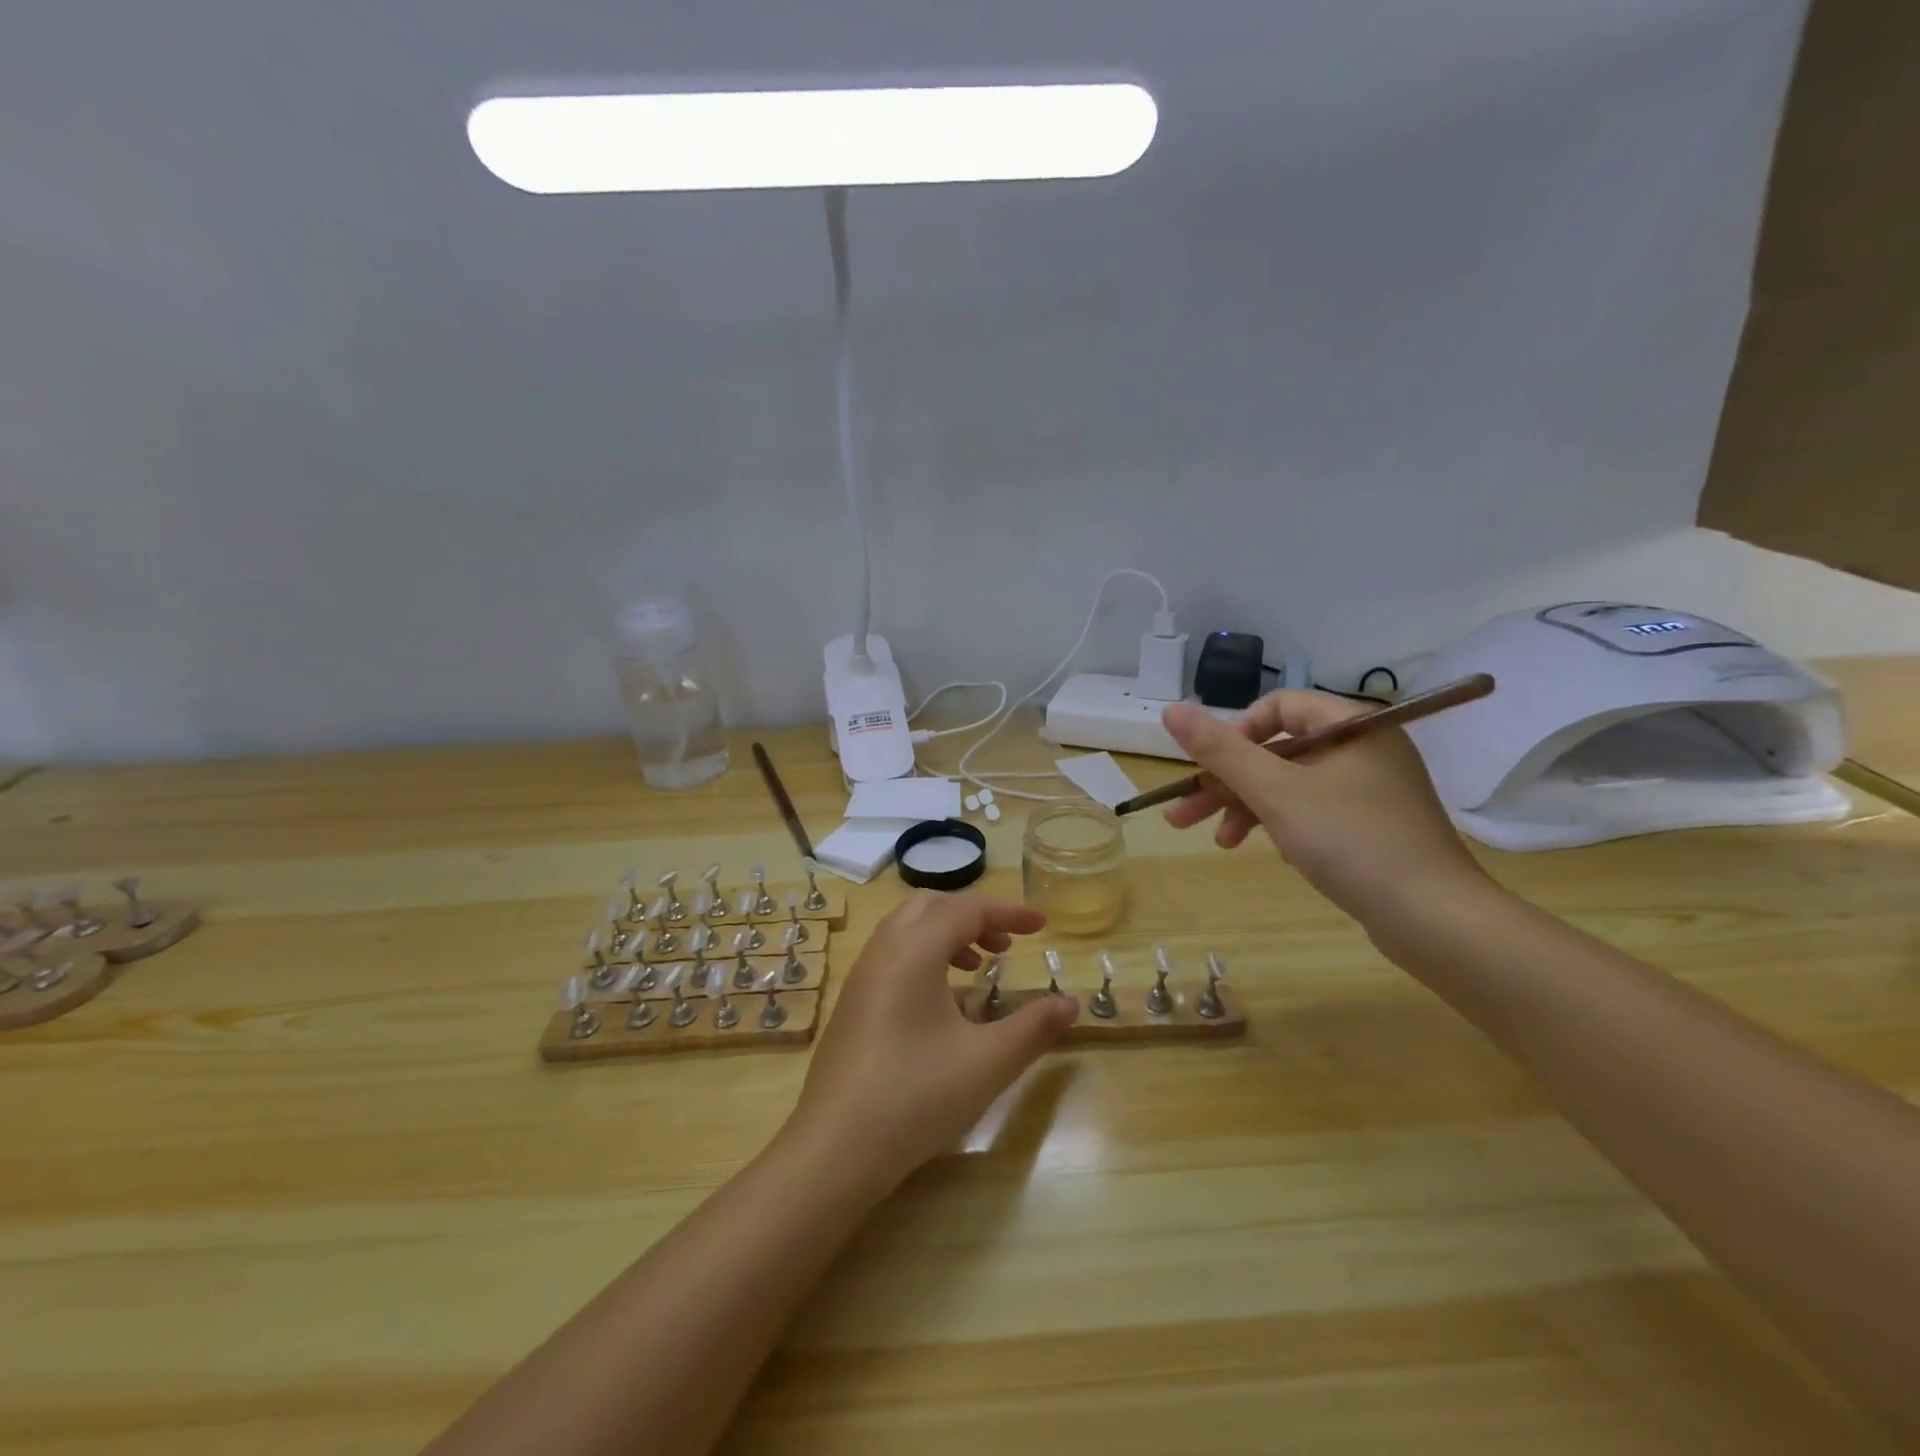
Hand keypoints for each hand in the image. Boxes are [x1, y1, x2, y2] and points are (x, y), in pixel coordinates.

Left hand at [784, 892, 1077, 1192]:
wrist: (833, 1150)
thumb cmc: (915, 1097)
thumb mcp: (988, 1063)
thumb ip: (1034, 1028)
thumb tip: (1071, 1003)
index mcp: (914, 950)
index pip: (967, 909)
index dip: (1009, 912)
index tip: (1042, 926)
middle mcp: (883, 950)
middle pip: (932, 906)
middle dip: (974, 916)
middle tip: (1007, 944)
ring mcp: (861, 976)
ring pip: (907, 929)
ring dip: (947, 934)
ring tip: (978, 967)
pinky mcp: (851, 1003)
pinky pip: (892, 954)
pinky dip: (924, 955)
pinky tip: (942, 1002)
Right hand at [1160, 691, 1487, 926]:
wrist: (1435, 920)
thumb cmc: (1351, 841)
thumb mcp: (1275, 792)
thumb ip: (1220, 750)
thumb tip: (1170, 710)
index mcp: (1352, 726)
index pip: (1280, 706)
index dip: (1237, 732)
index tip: (1210, 768)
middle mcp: (1365, 749)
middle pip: (1279, 750)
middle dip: (1228, 782)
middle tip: (1184, 815)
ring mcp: (1372, 790)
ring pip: (1291, 785)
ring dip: (1248, 808)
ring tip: (1219, 844)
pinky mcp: (1374, 826)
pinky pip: (1314, 811)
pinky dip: (1283, 825)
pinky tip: (1269, 851)